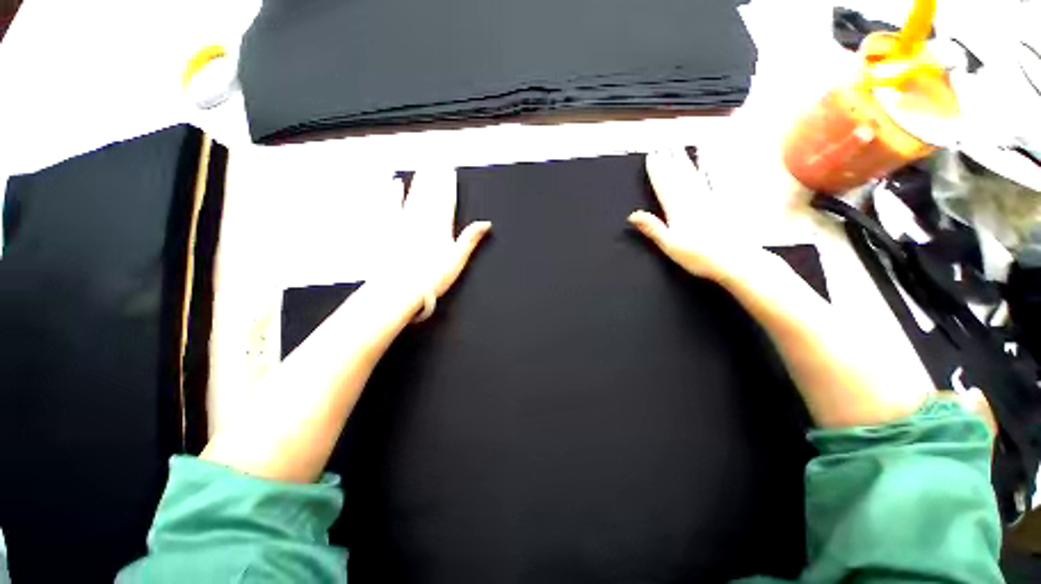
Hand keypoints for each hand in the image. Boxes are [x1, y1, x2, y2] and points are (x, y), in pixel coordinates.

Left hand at [382, 169, 491, 308]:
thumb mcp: (457, 261)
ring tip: (423, 166)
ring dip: (419, 180)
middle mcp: (422, 220)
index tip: (449, 170)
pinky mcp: (388, 229)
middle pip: (430, 194)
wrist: (398, 290)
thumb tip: (485, 224)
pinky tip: (395, 182)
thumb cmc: (430, 278)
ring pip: (413, 195)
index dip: (448, 184)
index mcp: (440, 227)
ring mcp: (404, 223)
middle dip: (434, 176)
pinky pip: (391, 205)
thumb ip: (470, 239)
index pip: (446, 200)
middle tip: (436, 159)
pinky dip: (393, 193)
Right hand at [628, 149, 762, 282]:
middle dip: (668, 160)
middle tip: (662, 144)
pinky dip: (710, 166)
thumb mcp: (670, 246)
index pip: (664, 186)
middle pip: (678, 176)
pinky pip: (715, 179)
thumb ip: (652, 228)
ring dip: (684, 160)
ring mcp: (710, 199)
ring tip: (678, 146)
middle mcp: (693, 200)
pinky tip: (707, 158)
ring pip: (694, 174)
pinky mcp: (724, 202)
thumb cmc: (700, 257)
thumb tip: (633, 215)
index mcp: (678, 211)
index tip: (651, 156)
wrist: (736, 261)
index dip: (656, 171)